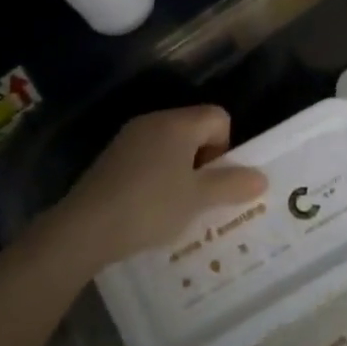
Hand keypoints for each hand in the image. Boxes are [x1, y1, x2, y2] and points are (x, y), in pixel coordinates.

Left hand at [48, 106, 267, 271]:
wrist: (85, 228)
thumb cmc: (150, 206)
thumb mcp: (198, 199)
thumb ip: (232, 185)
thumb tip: (261, 177)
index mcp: (178, 123)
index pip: (218, 117)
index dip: (226, 147)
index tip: (214, 181)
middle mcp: (154, 121)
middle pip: (195, 129)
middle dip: (204, 161)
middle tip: (199, 197)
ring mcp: (129, 138)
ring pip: (171, 146)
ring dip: (181, 171)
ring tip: (176, 207)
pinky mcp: (112, 158)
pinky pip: (148, 158)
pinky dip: (157, 177)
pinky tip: (149, 208)